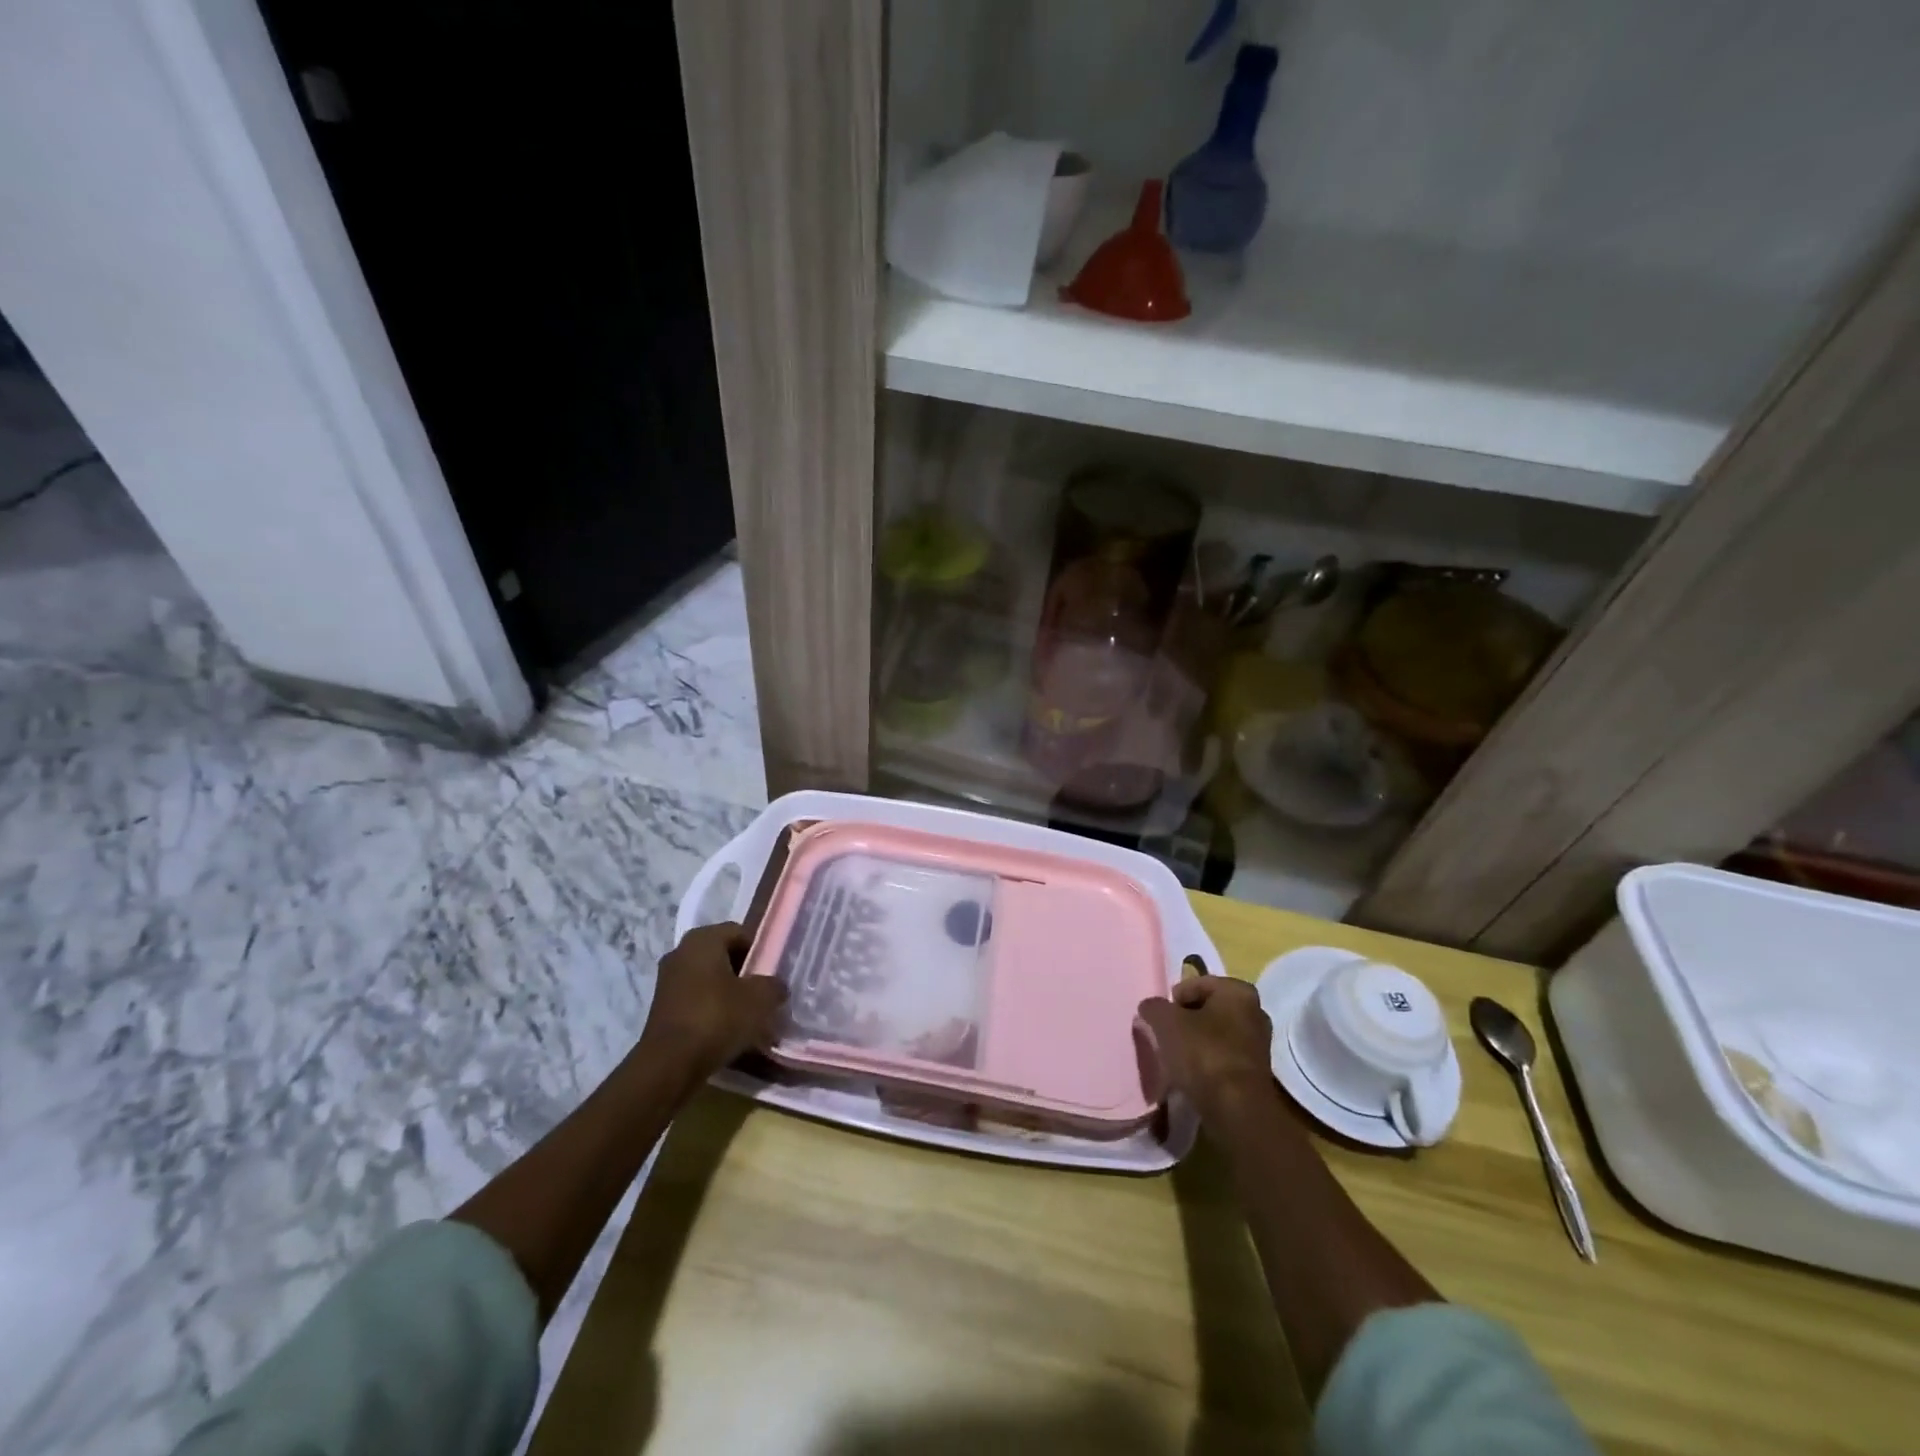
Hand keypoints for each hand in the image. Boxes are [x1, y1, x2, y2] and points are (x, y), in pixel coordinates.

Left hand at [638, 922, 787, 1084]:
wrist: (670, 1065)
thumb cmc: (717, 1018)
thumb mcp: (760, 999)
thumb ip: (773, 985)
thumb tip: (775, 986)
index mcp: (702, 939)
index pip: (739, 933)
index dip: (760, 950)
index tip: (773, 973)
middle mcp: (680, 953)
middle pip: (723, 956)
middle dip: (745, 973)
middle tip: (764, 994)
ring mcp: (667, 981)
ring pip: (709, 980)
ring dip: (729, 994)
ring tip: (749, 1016)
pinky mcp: (662, 1009)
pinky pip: (696, 1001)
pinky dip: (712, 1011)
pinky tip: (728, 1031)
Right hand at [1136, 976, 1279, 1123]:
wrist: (1235, 1109)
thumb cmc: (1202, 1053)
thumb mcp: (1165, 1021)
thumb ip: (1154, 1007)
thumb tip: (1151, 1008)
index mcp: (1238, 991)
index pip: (1196, 984)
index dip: (1174, 1000)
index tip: (1161, 1019)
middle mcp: (1255, 1011)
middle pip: (1208, 1009)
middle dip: (1186, 1020)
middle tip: (1167, 1036)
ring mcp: (1259, 1044)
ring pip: (1216, 1034)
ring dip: (1196, 1042)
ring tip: (1177, 1058)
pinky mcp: (1256, 1072)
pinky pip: (1224, 1057)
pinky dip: (1208, 1062)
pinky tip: (1193, 1075)